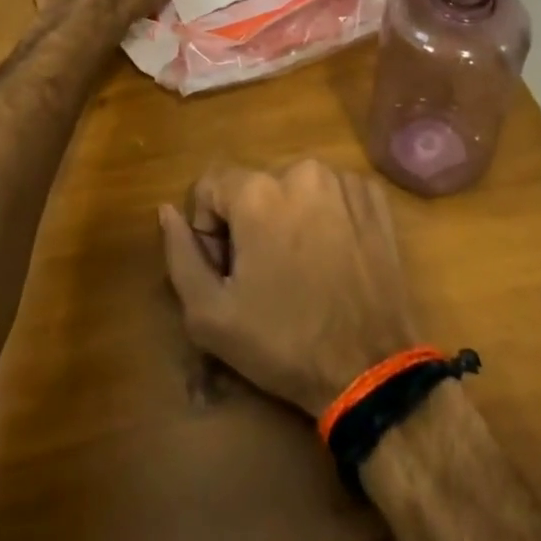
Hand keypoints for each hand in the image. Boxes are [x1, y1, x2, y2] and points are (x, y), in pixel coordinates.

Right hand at [160, 161, 420, 416]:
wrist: (371, 370)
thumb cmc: (283, 342)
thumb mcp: (209, 314)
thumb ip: (180, 254)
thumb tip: (167, 211)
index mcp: (258, 191)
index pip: (210, 185)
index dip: (208, 228)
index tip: (227, 270)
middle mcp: (301, 170)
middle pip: (254, 186)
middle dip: (248, 222)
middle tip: (263, 274)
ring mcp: (343, 181)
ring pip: (293, 187)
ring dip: (287, 216)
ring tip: (301, 268)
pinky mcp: (373, 197)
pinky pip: (331, 193)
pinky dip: (325, 215)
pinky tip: (332, 257)